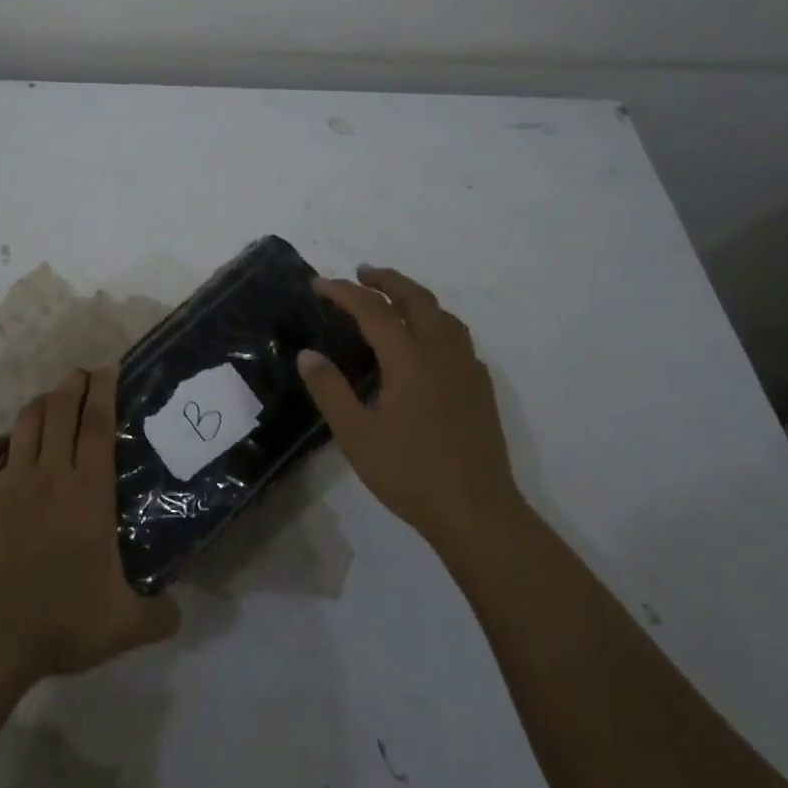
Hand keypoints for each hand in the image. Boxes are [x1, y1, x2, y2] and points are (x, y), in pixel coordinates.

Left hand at [0, 367, 179, 679]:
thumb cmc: (65, 620)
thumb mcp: (126, 624)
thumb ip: (160, 615)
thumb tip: (179, 611)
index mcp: (89, 492)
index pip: (97, 424)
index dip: (103, 391)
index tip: (108, 369)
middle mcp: (51, 473)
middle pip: (60, 409)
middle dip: (73, 384)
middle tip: (82, 377)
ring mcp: (12, 481)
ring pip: (26, 421)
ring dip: (40, 403)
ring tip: (51, 402)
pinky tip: (4, 448)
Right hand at [299, 265, 522, 552]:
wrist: (477, 513)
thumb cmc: (410, 473)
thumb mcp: (356, 434)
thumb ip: (329, 389)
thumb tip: (307, 354)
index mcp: (409, 359)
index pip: (372, 310)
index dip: (343, 292)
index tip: (318, 284)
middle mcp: (441, 353)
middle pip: (415, 299)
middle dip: (386, 281)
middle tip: (360, 274)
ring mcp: (466, 369)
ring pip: (442, 314)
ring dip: (414, 297)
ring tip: (392, 300)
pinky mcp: (480, 388)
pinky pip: (457, 337)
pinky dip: (435, 322)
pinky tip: (426, 343)